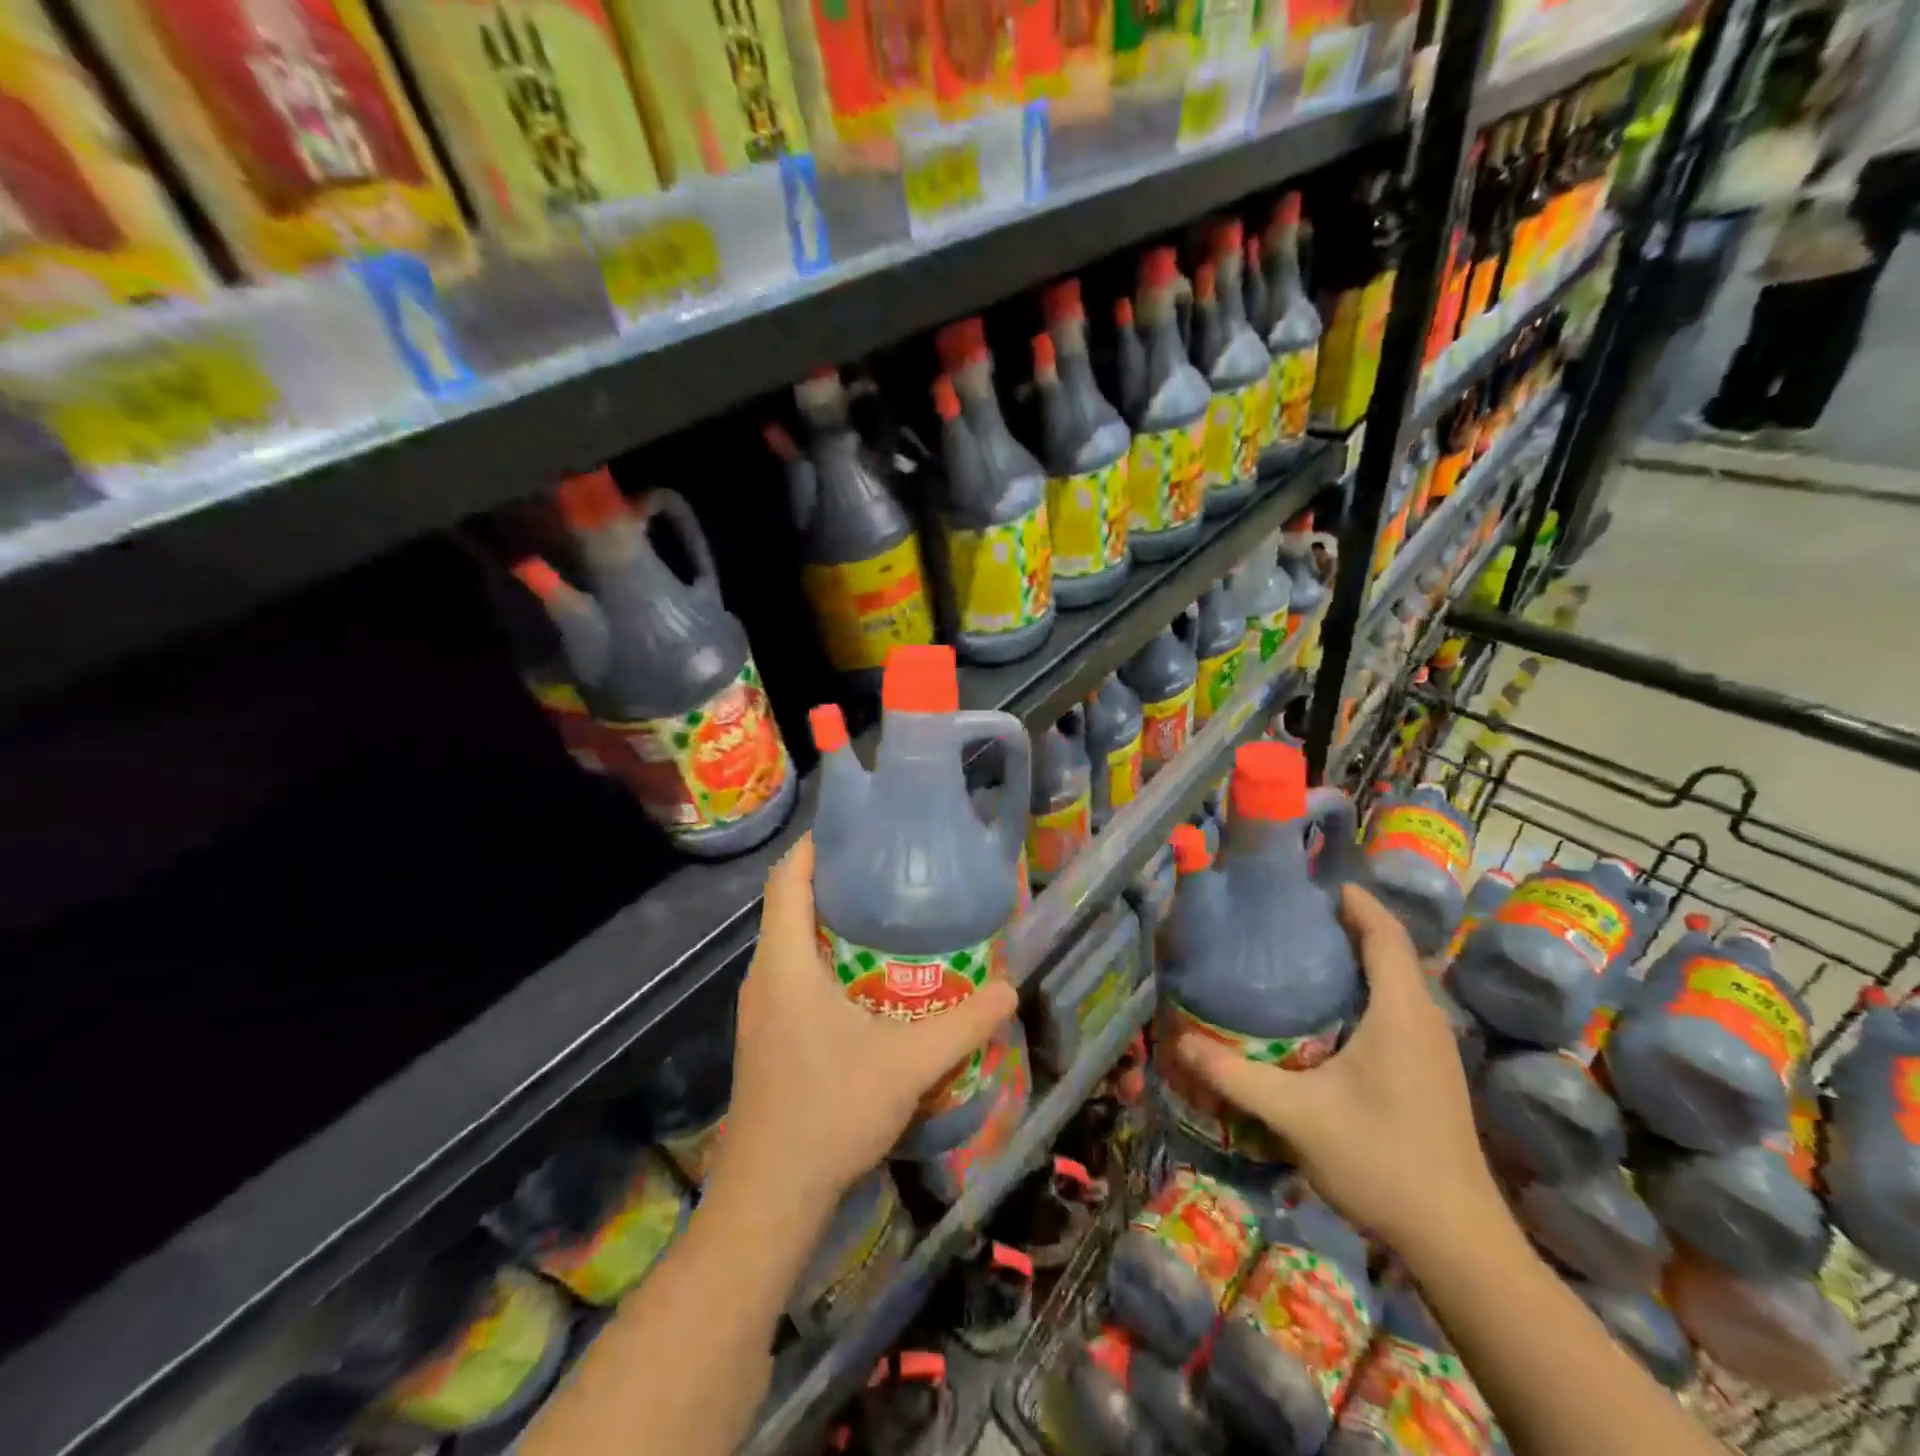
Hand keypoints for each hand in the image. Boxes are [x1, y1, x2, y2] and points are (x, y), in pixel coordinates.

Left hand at [712, 835, 1018, 1214]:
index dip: (816, 845)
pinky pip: (794, 976)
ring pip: (792, 944)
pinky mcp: (767, 1038)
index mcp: (784, 963)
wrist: (769, 1197)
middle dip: (836, 881)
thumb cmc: (828, 1111)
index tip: (857, 828)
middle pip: (791, 905)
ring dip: (833, 924)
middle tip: (891, 872)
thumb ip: (963, 1023)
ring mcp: (760, 1010)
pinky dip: (827, 961)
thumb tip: (1009, 988)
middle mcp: (764, 977)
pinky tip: (869, 984)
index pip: (787, 878)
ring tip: (888, 918)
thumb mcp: (907, 1063)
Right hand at [1172, 883, 1503, 1257]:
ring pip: (1397, 981)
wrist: (1457, 1241)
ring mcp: (1434, 1048)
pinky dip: (1366, 989)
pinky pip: (1399, 1007)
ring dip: (1358, 957)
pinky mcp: (1432, 1072)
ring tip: (1301, 953)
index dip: (1354, 900)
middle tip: (1289, 916)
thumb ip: (1234, 1075)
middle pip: (1391, 950)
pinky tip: (1328, 1012)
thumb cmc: (1380, 1161)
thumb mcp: (1296, 1115)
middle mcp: (1424, 1019)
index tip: (1311, 883)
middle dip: (1346, 924)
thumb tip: (1179, 1041)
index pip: (1384, 933)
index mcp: (1400, 1012)